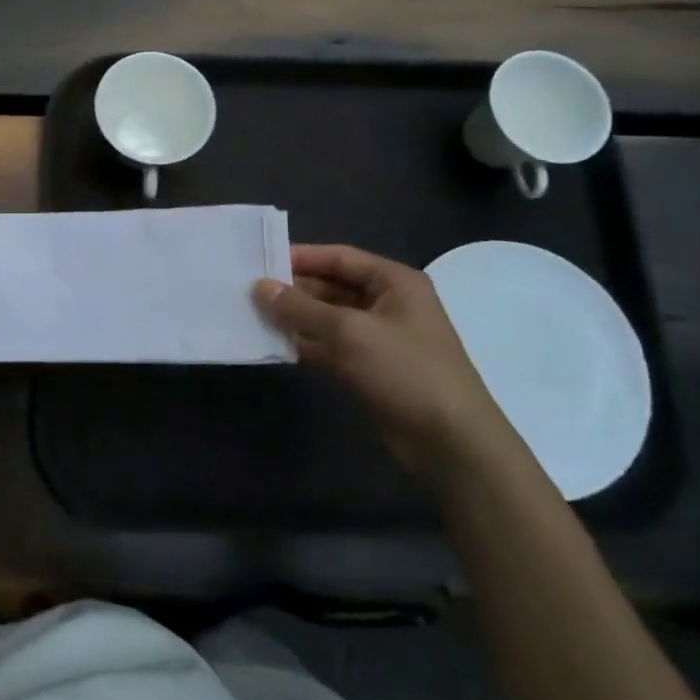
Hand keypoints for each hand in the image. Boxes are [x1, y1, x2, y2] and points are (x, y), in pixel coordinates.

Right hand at [256, 244, 515, 482]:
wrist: (450, 442)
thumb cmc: (405, 370)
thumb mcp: (349, 331)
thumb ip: (301, 307)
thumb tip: (260, 286)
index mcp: (394, 282)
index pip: (339, 257)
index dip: (300, 257)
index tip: (260, 261)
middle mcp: (387, 304)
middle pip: (332, 287)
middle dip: (294, 290)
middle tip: (249, 292)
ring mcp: (379, 338)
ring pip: (328, 319)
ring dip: (296, 319)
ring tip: (252, 316)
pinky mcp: (370, 369)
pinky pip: (330, 347)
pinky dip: (306, 345)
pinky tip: (274, 345)